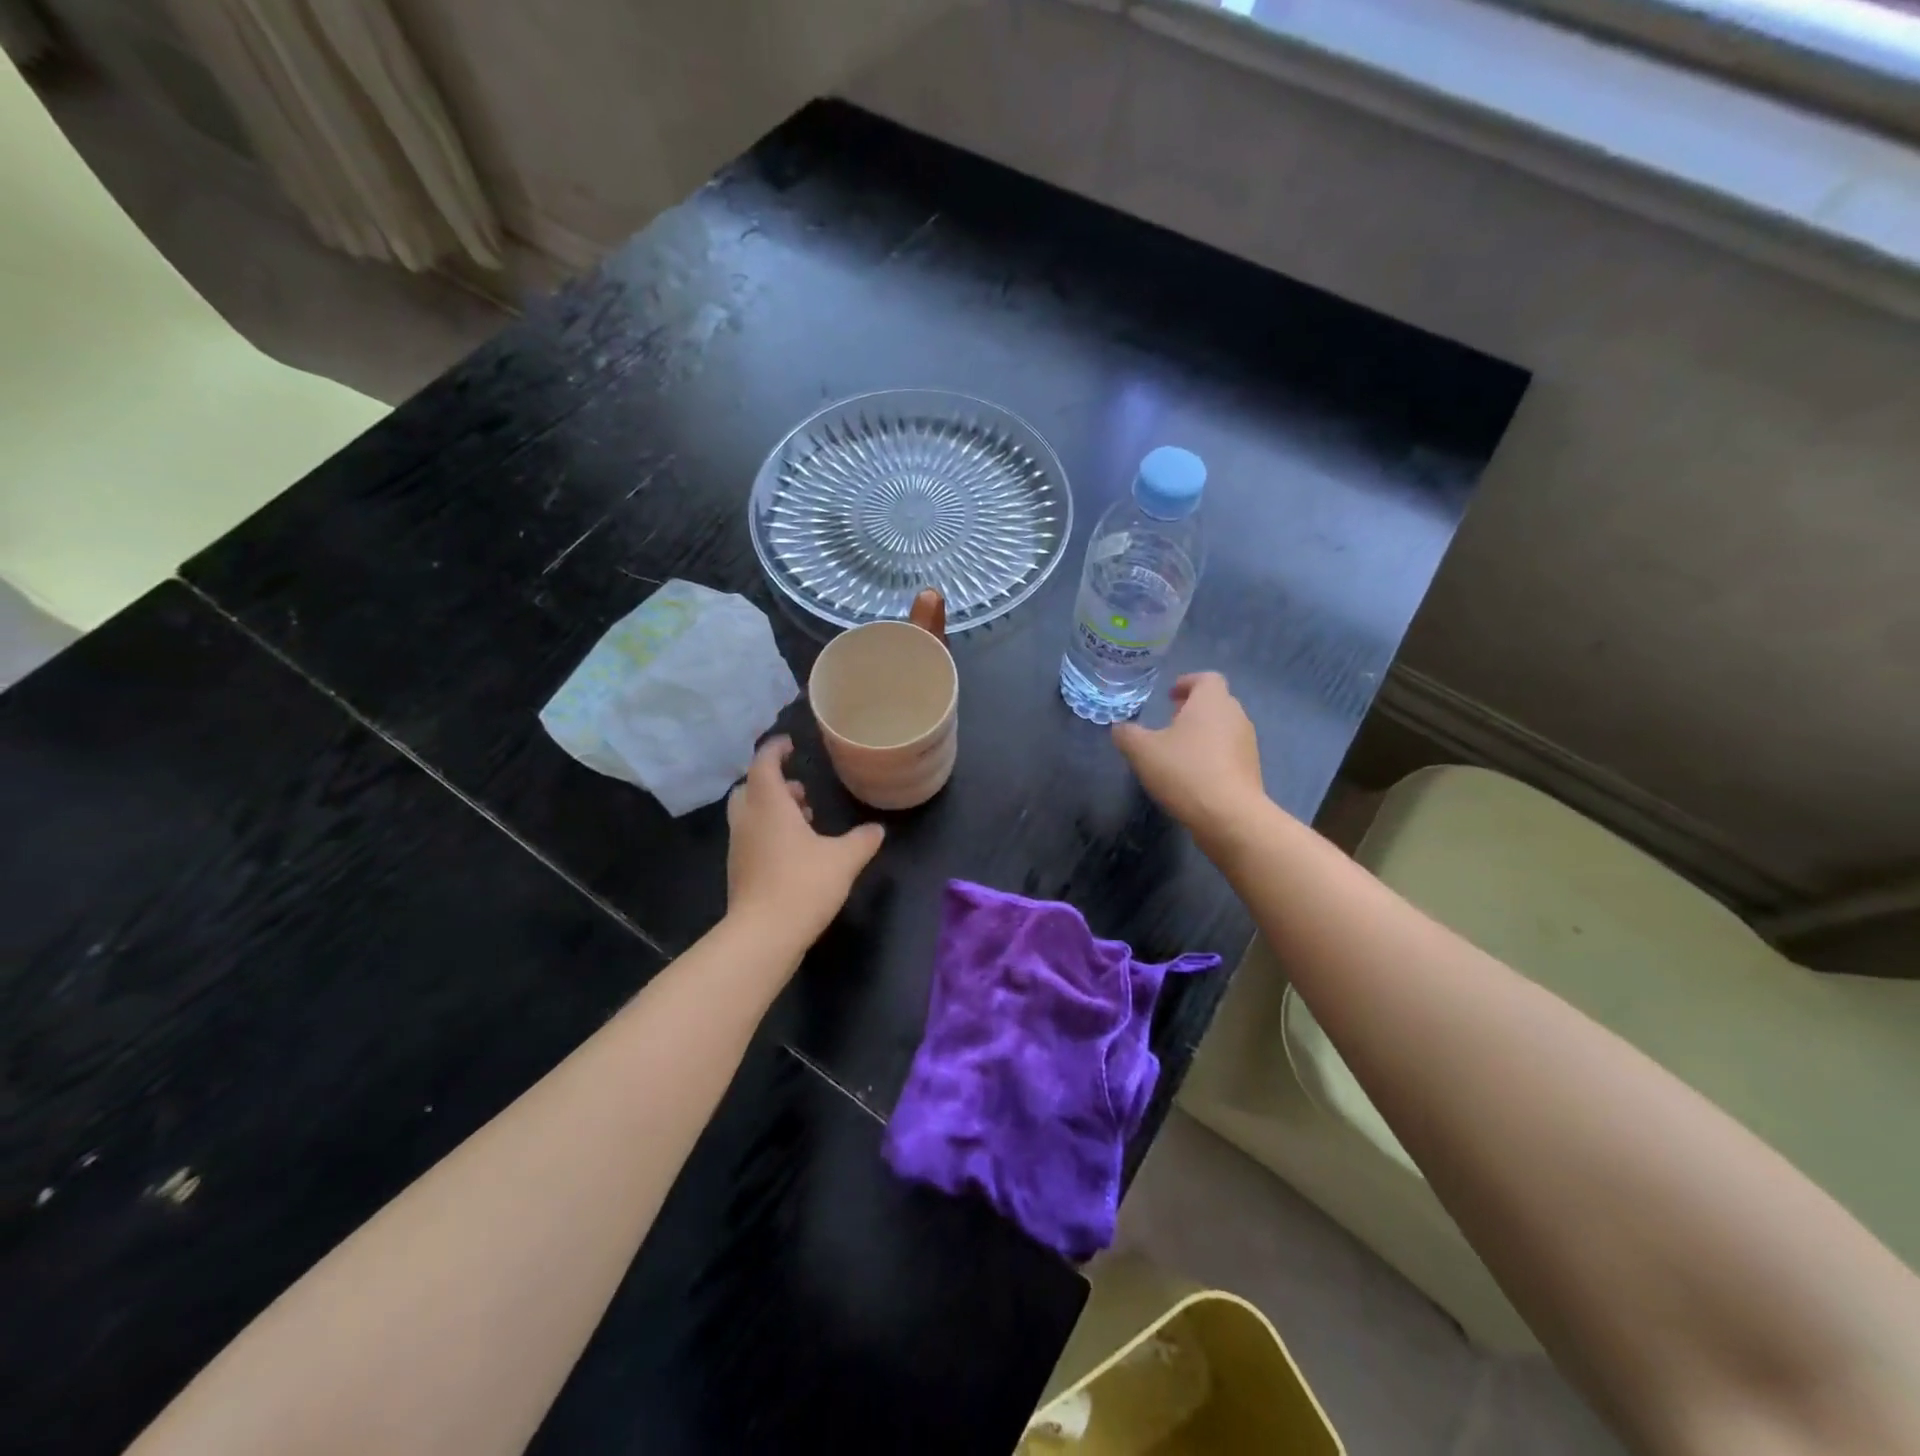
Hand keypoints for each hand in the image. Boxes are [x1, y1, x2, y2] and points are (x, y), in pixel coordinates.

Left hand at [726, 737, 884, 945]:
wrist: (763, 935)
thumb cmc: (803, 885)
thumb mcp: (844, 859)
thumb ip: (862, 840)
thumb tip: (877, 830)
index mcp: (769, 805)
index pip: (763, 763)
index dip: (775, 749)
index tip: (790, 744)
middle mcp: (748, 820)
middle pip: (750, 787)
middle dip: (773, 782)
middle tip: (800, 788)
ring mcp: (739, 846)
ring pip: (750, 813)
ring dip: (773, 808)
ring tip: (804, 817)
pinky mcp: (739, 870)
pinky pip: (751, 837)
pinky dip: (769, 832)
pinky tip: (796, 850)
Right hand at [1112, 673, 1264, 844]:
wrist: (1229, 816)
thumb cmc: (1185, 771)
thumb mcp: (1142, 751)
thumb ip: (1127, 734)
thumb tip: (1120, 728)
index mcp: (1212, 701)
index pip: (1206, 678)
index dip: (1187, 683)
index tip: (1170, 695)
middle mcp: (1235, 716)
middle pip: (1216, 702)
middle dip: (1193, 709)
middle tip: (1170, 722)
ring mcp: (1247, 744)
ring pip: (1223, 728)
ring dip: (1203, 733)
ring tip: (1179, 751)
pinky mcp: (1251, 770)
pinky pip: (1229, 753)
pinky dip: (1212, 756)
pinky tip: (1193, 775)